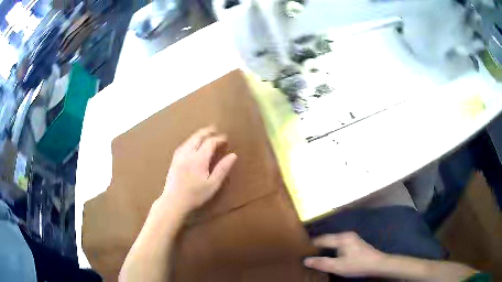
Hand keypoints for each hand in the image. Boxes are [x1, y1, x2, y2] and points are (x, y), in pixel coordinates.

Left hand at [161, 126, 236, 214]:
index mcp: (199, 159)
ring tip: (205, 134)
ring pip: (189, 140)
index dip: (218, 139)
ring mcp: (179, 156)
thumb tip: (233, 155)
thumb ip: (222, 169)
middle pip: (198, 137)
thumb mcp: (213, 184)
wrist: (173, 201)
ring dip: (198, 135)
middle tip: (215, 129)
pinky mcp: (174, 160)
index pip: (210, 143)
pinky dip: (190, 140)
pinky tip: (191, 143)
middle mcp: (188, 154)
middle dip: (207, 132)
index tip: (225, 138)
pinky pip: (183, 145)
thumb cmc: (195, 195)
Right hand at [304, 232, 386, 277]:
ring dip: (325, 247)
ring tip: (316, 255)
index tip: (301, 250)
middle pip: (328, 239)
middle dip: (318, 246)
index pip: (322, 239)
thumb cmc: (357, 264)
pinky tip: (330, 255)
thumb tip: (305, 260)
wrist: (378, 264)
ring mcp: (352, 238)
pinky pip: (339, 243)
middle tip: (307, 253)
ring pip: (334, 241)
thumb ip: (322, 263)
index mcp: (342, 238)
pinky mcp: (355, 243)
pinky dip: (332, 248)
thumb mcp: (338, 266)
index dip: (311, 244)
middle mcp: (346, 235)